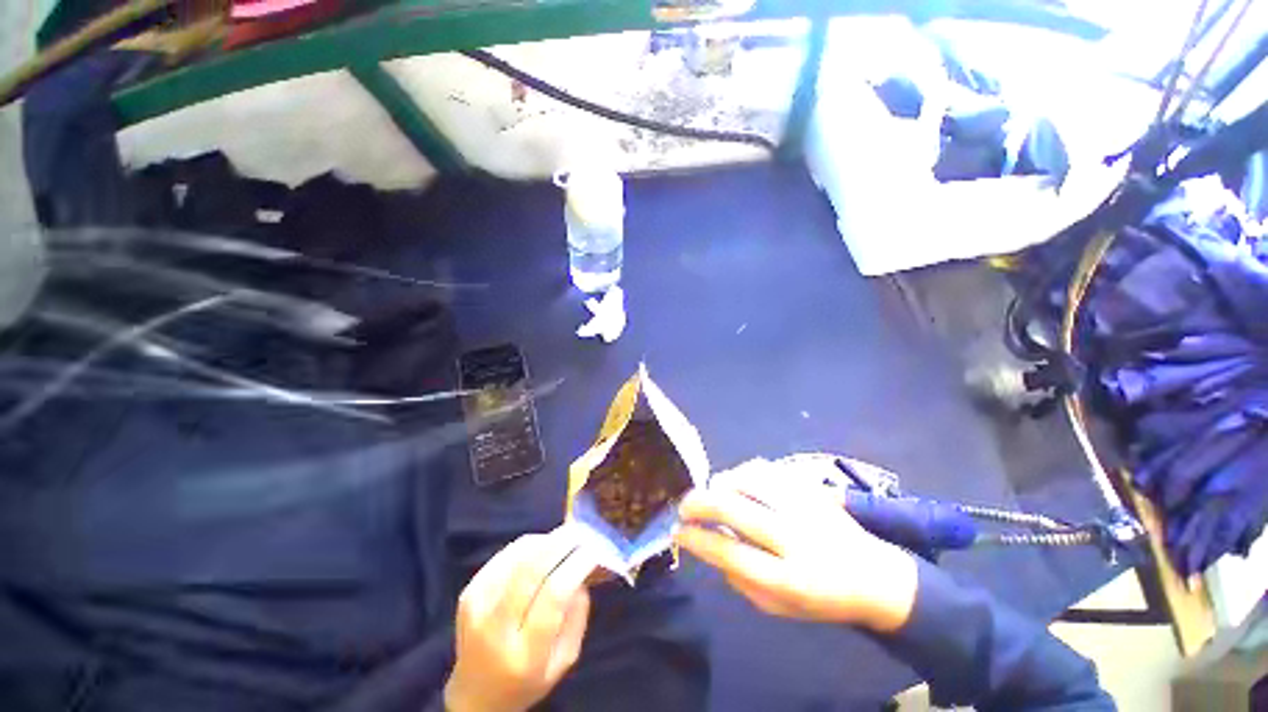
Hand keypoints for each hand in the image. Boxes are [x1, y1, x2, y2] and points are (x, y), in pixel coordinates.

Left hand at [445, 527, 596, 711]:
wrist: (475, 693)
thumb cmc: (528, 680)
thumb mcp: (563, 660)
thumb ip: (577, 616)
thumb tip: (582, 570)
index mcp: (525, 654)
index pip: (553, 595)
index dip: (576, 564)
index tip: (594, 550)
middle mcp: (495, 628)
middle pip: (532, 568)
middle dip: (562, 542)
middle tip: (582, 531)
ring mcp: (477, 606)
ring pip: (519, 555)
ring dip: (547, 540)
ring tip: (565, 540)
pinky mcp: (469, 591)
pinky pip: (506, 554)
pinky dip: (530, 545)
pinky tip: (542, 548)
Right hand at [674, 460, 917, 632]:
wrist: (874, 575)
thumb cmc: (821, 599)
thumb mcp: (777, 607)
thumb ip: (739, 578)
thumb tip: (709, 544)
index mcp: (788, 579)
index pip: (729, 552)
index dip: (697, 539)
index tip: (678, 531)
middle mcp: (796, 538)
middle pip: (734, 508)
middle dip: (699, 503)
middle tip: (684, 506)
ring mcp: (805, 507)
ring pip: (748, 480)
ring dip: (719, 484)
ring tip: (710, 493)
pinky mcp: (810, 487)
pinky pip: (766, 468)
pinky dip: (742, 472)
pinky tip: (736, 481)